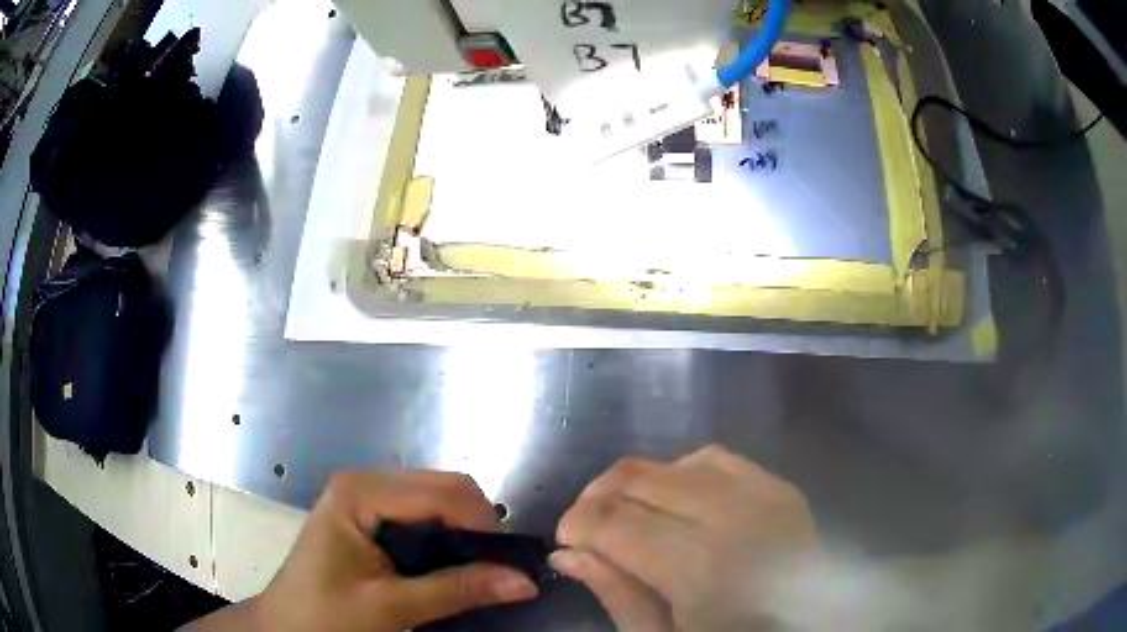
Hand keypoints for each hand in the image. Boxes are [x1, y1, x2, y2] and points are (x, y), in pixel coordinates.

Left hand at [188, 471, 538, 631]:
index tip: (508, 568)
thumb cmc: (326, 616)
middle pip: (444, 488)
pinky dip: (446, 536)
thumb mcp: (392, 607)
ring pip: (438, 499)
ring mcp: (366, 495)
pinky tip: (447, 565)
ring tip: (474, 572)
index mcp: (360, 492)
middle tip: (493, 572)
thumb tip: (526, 582)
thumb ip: (458, 590)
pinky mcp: (369, 513)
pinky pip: (423, 513)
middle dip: (477, 527)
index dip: (484, 527)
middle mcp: (365, 482)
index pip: (444, 493)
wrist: (286, 626)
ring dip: (464, 533)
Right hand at [551, 446, 818, 631]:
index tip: (565, 540)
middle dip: (596, 499)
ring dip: (635, 485)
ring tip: (625, 515)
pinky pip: (714, 459)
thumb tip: (568, 552)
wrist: (810, 629)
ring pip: (672, 464)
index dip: (577, 524)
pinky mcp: (779, 487)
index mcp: (701, 570)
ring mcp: (763, 495)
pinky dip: (680, 473)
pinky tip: (673, 499)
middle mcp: (733, 519)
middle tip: (587, 529)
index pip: (617, 522)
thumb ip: (617, 593)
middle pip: (640, 480)